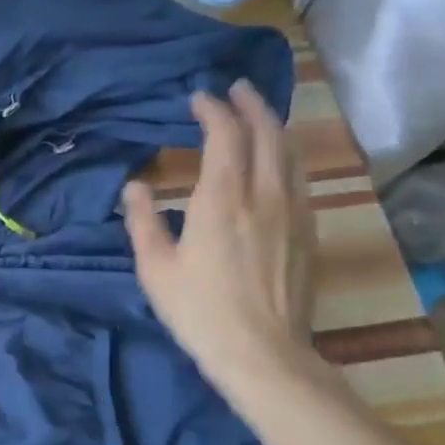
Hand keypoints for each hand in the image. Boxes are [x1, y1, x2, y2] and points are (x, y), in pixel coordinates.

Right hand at [122, 82, 319, 390]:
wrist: (264, 355)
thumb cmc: (199, 310)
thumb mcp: (155, 267)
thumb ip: (143, 220)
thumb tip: (135, 186)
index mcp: (222, 198)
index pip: (224, 135)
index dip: (212, 110)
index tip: (198, 99)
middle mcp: (263, 195)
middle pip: (266, 134)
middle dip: (251, 105)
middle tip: (236, 89)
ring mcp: (293, 213)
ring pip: (290, 154)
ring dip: (273, 127)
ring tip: (258, 115)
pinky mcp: (309, 234)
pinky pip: (300, 179)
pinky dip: (287, 156)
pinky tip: (280, 162)